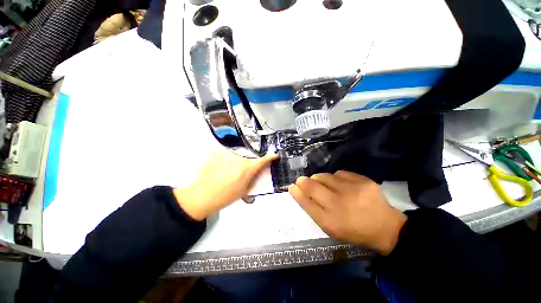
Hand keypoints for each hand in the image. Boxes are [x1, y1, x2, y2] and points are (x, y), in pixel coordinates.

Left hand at [173, 149, 277, 220]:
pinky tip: (221, 167)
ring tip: (230, 170)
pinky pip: (225, 152)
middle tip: (243, 169)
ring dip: (237, 159)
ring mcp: (227, 154)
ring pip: (237, 153)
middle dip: (250, 161)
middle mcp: (239, 158)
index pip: (263, 160)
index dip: (270, 157)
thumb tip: (257, 175)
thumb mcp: (245, 190)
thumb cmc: (226, 195)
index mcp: (248, 168)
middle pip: (250, 155)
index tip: (273, 156)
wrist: (205, 195)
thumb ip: (253, 180)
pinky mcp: (217, 152)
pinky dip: (226, 158)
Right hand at [288, 171, 406, 254]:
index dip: (296, 192)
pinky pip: (339, 173)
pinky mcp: (363, 180)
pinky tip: (339, 184)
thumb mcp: (331, 228)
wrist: (385, 227)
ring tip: (322, 183)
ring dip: (318, 178)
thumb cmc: (353, 230)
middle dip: (303, 181)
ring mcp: (352, 190)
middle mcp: (339, 204)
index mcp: (330, 220)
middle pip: (312, 186)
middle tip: (302, 181)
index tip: (292, 186)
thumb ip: (314, 209)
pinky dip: (335, 177)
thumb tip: (299, 192)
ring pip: (324, 176)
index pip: (306, 201)